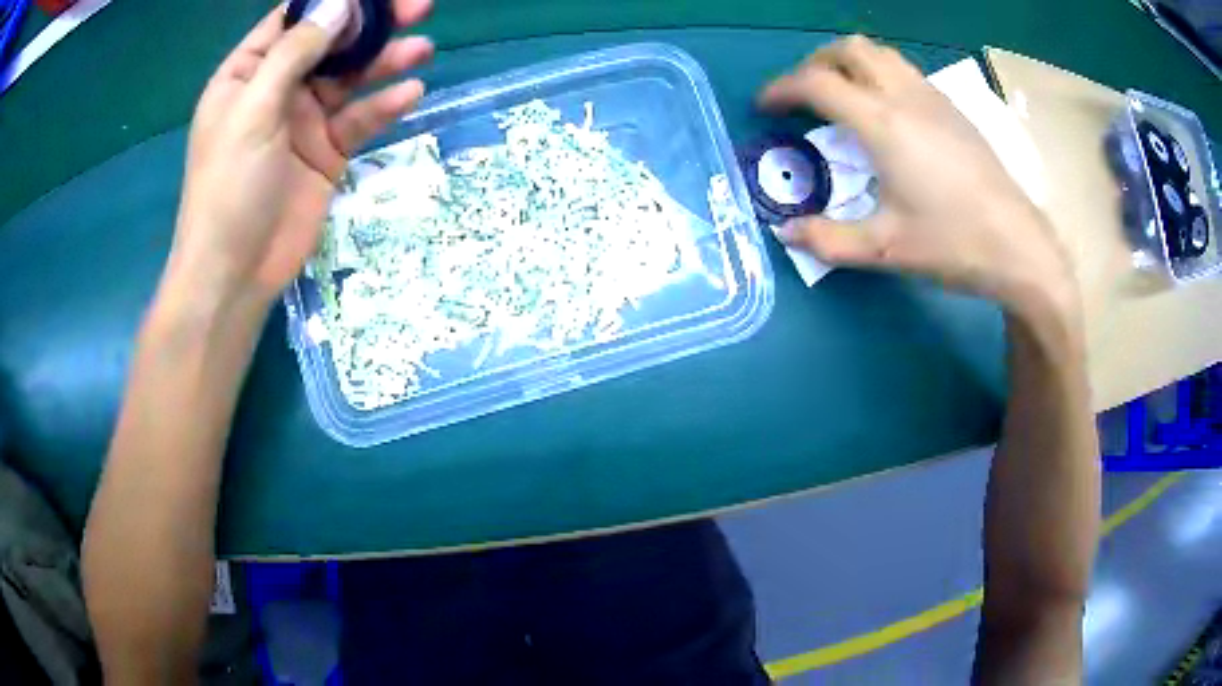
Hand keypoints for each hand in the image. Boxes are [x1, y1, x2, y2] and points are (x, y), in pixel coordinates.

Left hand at [169, 0, 433, 307]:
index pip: (293, 21)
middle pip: (330, 44)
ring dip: (385, 62)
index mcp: (249, 75)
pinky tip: (410, 93)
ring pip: (350, 79)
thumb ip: (295, 54)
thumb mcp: (254, 112)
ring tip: (422, 48)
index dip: (332, 2)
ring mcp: (303, 122)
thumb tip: (341, 4)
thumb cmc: (228, 188)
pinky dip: (384, 106)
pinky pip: (359, 120)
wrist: (235, 274)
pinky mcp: (327, 153)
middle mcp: (277, 91)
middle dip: (370, 25)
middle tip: (417, 7)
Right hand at [760, 36, 1076, 321]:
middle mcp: (905, 97)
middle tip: (803, 96)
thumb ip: (828, 240)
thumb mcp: (885, 249)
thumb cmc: (953, 244)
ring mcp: (934, 98)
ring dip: (850, 64)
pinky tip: (885, 112)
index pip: (817, 83)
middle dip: (815, 63)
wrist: (1019, 247)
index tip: (765, 106)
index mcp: (882, 124)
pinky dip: (879, 75)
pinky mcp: (954, 109)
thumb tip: (786, 233)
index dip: (781, 89)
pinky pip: (905, 70)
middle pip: (849, 50)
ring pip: (881, 53)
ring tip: (841, 96)